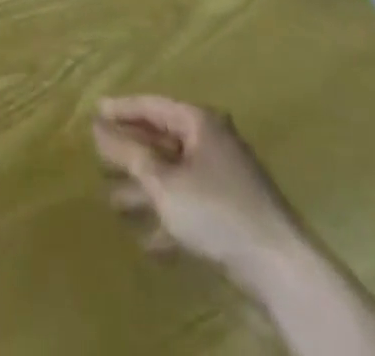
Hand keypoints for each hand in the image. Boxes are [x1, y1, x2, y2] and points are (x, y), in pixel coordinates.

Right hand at [94, 97, 374, 355]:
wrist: (280, 268)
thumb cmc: (217, 211)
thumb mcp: (164, 182)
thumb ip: (130, 154)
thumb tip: (100, 128)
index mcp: (199, 122)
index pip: (152, 106)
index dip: (121, 109)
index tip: (94, 113)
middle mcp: (212, 142)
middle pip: (162, 140)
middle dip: (130, 153)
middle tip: (97, 156)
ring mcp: (224, 179)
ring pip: (174, 176)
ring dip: (144, 190)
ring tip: (112, 203)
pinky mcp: (232, 214)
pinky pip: (189, 206)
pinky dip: (168, 218)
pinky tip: (147, 242)